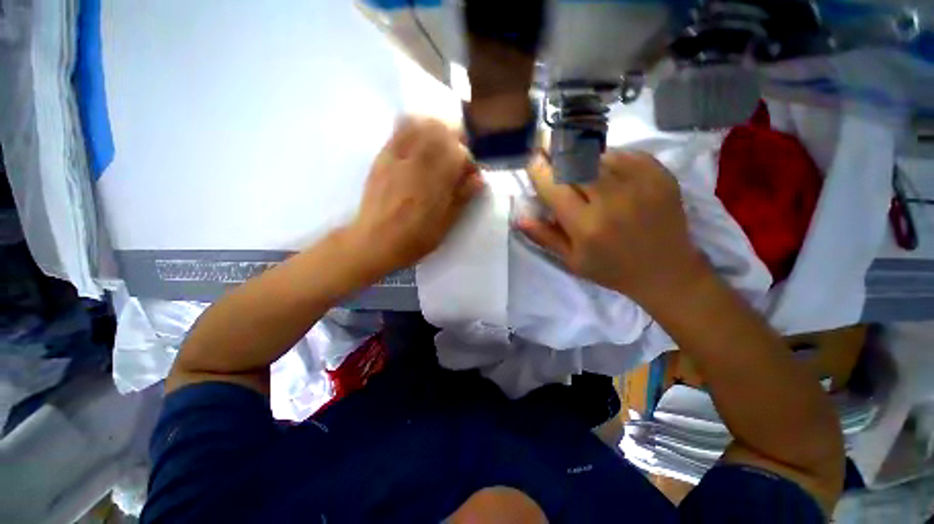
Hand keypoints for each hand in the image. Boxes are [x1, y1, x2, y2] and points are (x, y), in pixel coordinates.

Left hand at [351, 117, 482, 273]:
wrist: (375, 242)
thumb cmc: (414, 239)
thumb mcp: (444, 225)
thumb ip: (462, 199)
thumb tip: (479, 179)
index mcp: (435, 182)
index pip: (459, 153)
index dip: (469, 161)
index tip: (469, 175)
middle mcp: (417, 163)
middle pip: (441, 131)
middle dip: (455, 139)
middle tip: (457, 157)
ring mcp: (398, 157)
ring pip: (420, 125)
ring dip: (436, 130)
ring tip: (440, 146)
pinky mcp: (383, 157)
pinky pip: (398, 130)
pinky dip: (413, 127)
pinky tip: (419, 141)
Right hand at [518, 150, 710, 306]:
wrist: (666, 271)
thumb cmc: (612, 270)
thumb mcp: (572, 260)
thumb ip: (544, 237)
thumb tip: (519, 217)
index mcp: (587, 226)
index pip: (555, 186)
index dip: (540, 169)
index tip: (532, 158)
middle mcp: (612, 200)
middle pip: (576, 162)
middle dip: (557, 152)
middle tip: (548, 147)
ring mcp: (640, 184)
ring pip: (599, 155)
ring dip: (581, 157)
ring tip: (577, 164)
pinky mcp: (660, 175)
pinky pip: (625, 154)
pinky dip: (608, 158)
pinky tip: (605, 170)